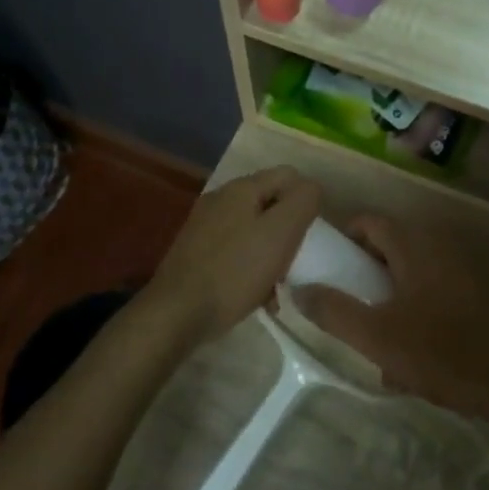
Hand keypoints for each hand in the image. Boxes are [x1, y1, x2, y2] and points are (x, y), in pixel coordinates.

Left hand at [148, 167, 320, 344]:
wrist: (176, 314)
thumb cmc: (235, 271)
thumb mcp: (281, 232)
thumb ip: (303, 201)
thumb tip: (311, 187)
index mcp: (241, 188)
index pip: (288, 175)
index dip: (307, 200)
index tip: (312, 233)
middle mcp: (220, 200)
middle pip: (270, 203)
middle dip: (288, 231)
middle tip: (295, 261)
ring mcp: (204, 227)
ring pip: (254, 230)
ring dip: (271, 254)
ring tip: (278, 286)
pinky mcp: (196, 254)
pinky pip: (236, 252)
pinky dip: (251, 268)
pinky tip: (257, 296)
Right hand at [293, 216, 488, 423]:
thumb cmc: (440, 352)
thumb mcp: (376, 336)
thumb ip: (334, 311)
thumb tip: (299, 290)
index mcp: (414, 247)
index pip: (371, 222)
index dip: (344, 238)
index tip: (326, 266)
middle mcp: (438, 249)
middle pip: (389, 249)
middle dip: (364, 276)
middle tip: (347, 306)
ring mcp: (459, 274)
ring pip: (408, 278)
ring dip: (387, 302)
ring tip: (374, 341)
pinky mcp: (473, 299)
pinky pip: (430, 297)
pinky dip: (412, 316)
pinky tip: (408, 361)